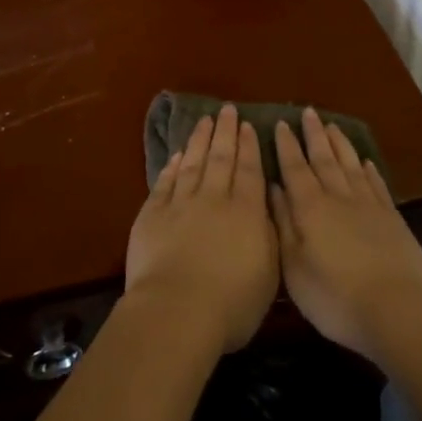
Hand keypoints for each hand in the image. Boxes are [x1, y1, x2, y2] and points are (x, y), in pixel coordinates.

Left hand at [125, 104, 279, 353]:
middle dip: (226, 132)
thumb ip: (269, 235)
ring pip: (193, 163)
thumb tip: (266, 207)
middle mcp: (214, 198)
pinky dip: (172, 167)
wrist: (177, 311)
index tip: (248, 125)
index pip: (250, 170)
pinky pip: (165, 182)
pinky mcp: (152, 214)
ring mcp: (181, 204)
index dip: (249, 146)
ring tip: (205, 120)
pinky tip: (177, 155)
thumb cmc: (231, 303)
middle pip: (221, 158)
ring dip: (200, 140)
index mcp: (246, 212)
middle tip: (227, 109)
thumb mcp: (269, 273)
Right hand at [271, 109, 421, 361]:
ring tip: (332, 125)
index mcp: (311, 208)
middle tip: (308, 111)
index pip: (295, 168)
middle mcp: (338, 197)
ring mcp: (369, 205)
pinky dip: (368, 169)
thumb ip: (283, 225)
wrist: (396, 310)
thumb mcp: (294, 267)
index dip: (287, 145)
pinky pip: (376, 184)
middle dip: (314, 134)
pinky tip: (365, 161)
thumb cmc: (335, 296)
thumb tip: (273, 189)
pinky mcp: (392, 218)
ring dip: (340, 144)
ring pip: (350, 165)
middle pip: (324, 158)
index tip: (281, 123)